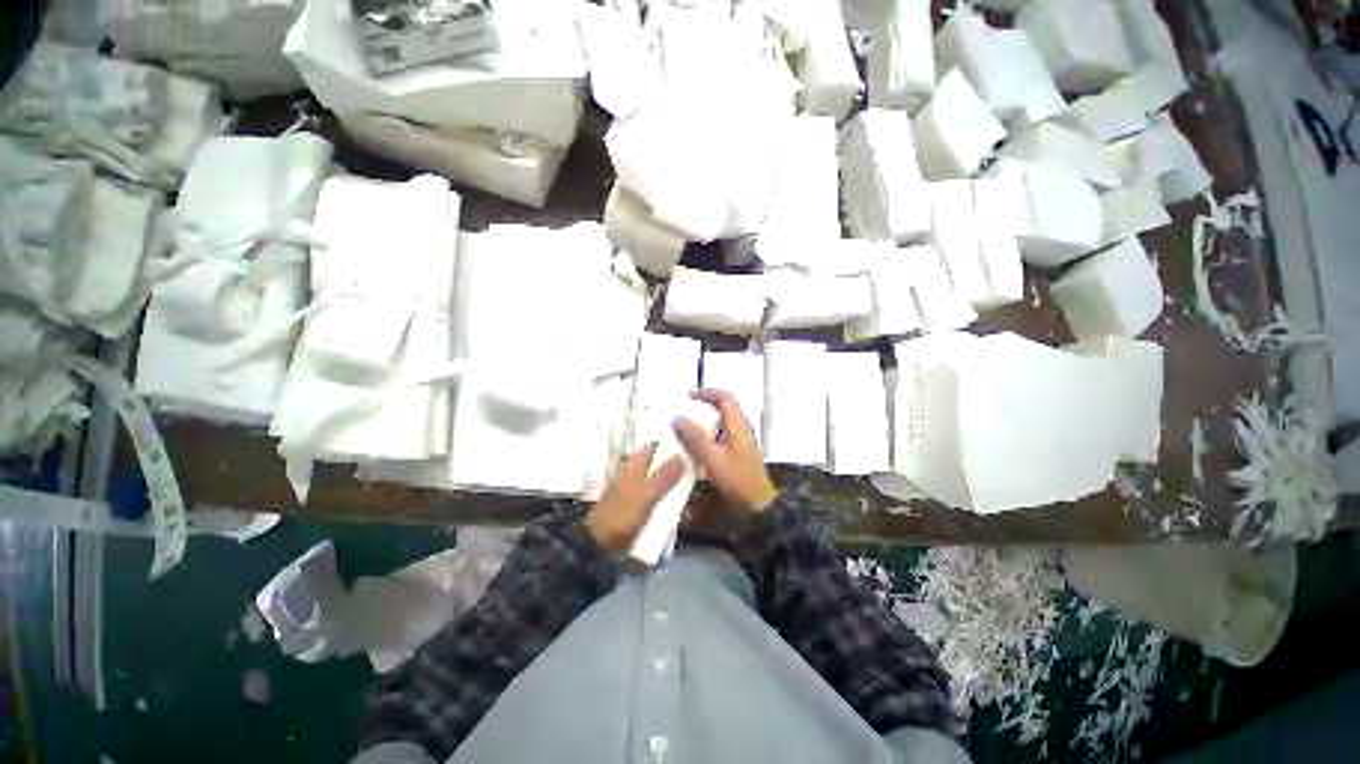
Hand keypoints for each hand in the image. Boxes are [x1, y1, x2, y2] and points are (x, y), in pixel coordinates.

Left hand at [585, 442, 684, 551]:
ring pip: (658, 477)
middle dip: (675, 464)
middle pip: (658, 461)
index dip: (672, 444)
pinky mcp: (634, 501)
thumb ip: (664, 476)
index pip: (656, 445)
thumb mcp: (646, 495)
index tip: (693, 447)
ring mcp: (633, 485)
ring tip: (692, 485)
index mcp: (634, 463)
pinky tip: (678, 502)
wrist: (600, 543)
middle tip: (697, 469)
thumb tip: (682, 456)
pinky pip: (654, 492)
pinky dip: (665, 494)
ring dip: (672, 481)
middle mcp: (633, 469)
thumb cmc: (622, 515)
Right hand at [673, 389, 777, 522]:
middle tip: (682, 412)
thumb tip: (678, 418)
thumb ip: (695, 437)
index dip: (706, 393)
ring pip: (720, 423)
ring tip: (683, 427)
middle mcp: (740, 428)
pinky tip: (693, 447)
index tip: (687, 396)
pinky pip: (719, 436)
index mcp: (738, 424)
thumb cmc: (737, 480)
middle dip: (702, 407)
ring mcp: (739, 441)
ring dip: (703, 422)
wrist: (758, 507)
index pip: (724, 397)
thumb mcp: (713, 458)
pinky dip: (706, 436)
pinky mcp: (736, 453)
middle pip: (722, 408)